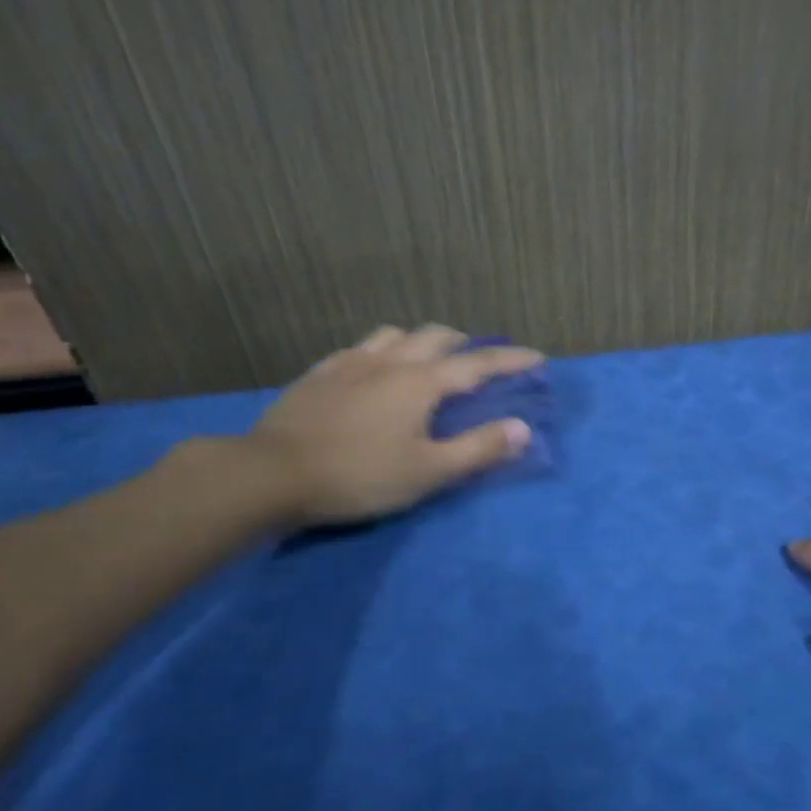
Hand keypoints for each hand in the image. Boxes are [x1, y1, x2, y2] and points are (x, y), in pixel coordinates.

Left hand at [246, 324, 541, 527]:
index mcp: (421, 383)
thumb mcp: (428, 472)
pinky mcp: (320, 373)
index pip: (478, 364)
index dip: (511, 360)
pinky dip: (381, 352)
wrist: (273, 473)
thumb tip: (522, 429)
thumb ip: (478, 449)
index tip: (537, 357)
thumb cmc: (359, 475)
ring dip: (420, 342)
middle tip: (477, 362)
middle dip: (465, 344)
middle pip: (436, 337)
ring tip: (426, 361)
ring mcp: (350, 363)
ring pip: (395, 335)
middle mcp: (390, 361)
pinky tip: (372, 370)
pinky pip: (359, 349)